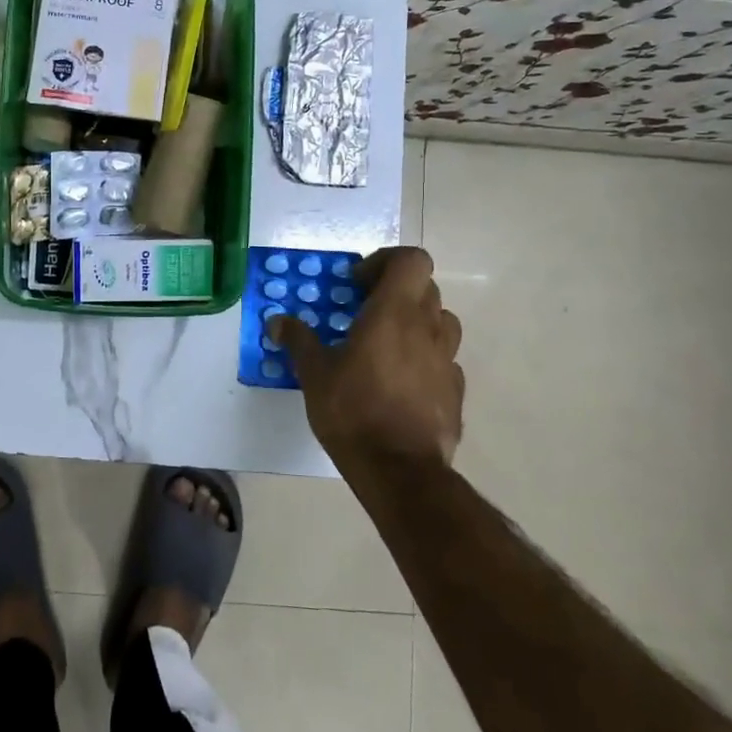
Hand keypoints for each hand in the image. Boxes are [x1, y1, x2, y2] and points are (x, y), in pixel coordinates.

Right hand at [270, 246, 463, 470]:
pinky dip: (425, 359)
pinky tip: (401, 382)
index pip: (412, 260)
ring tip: (387, 344)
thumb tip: (277, 321)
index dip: (387, 261)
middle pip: (425, 287)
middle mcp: (427, 328)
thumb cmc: (353, 410)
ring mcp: (447, 360)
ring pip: (440, 322)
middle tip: (365, 312)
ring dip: (417, 322)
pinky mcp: (455, 391)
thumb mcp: (314, 374)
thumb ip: (298, 341)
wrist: (400, 471)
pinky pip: (443, 360)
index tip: (358, 285)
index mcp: (394, 312)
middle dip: (396, 292)